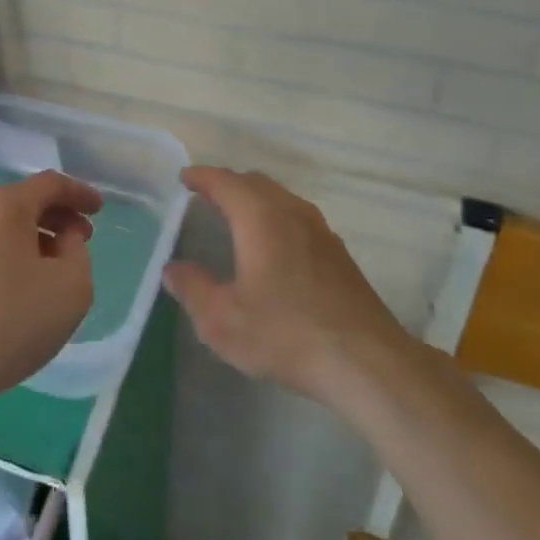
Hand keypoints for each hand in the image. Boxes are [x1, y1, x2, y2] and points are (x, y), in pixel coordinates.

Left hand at [0, 169, 102, 413]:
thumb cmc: (12, 321)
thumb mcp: (71, 286)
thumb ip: (78, 250)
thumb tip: (62, 237)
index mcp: (4, 206)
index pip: (50, 184)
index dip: (79, 193)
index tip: (100, 210)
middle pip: (24, 201)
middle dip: (58, 215)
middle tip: (82, 239)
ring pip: (3, 224)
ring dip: (35, 236)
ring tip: (56, 265)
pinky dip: (11, 252)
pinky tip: (23, 283)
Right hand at [165, 166, 409, 407]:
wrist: (366, 362)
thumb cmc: (286, 335)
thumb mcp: (224, 320)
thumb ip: (194, 289)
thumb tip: (173, 269)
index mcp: (261, 218)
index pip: (226, 183)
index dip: (202, 177)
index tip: (185, 178)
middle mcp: (292, 213)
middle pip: (256, 183)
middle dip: (228, 184)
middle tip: (205, 195)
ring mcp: (321, 231)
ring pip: (281, 198)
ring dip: (255, 199)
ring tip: (235, 216)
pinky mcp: (338, 253)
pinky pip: (298, 217)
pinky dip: (275, 216)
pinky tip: (272, 245)